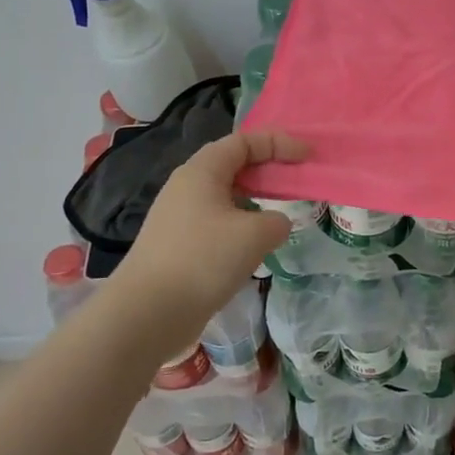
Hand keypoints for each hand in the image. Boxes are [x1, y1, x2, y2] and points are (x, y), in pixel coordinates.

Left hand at [108, 130, 309, 334]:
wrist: (147, 314)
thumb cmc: (203, 260)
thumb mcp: (256, 234)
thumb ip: (277, 221)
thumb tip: (274, 224)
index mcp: (202, 171)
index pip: (244, 141)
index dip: (279, 143)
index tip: (307, 157)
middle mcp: (187, 187)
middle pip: (234, 165)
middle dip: (268, 169)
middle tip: (298, 183)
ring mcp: (179, 217)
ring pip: (226, 196)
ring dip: (256, 200)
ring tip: (280, 217)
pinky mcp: (179, 245)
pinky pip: (218, 222)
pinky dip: (242, 225)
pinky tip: (255, 248)